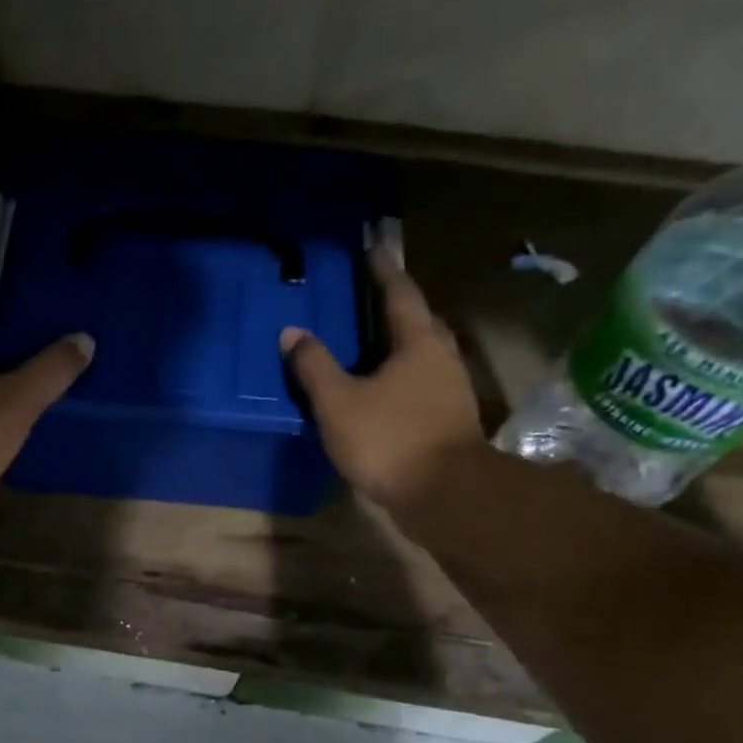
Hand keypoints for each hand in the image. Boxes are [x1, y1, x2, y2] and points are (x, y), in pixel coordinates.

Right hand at [280, 248, 481, 511]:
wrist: (444, 494)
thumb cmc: (390, 439)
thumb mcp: (339, 402)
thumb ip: (314, 366)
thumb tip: (292, 332)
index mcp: (418, 342)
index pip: (400, 293)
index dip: (383, 270)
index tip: (372, 248)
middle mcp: (441, 358)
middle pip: (418, 321)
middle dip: (394, 307)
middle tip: (366, 298)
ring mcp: (450, 390)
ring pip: (422, 354)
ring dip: (398, 344)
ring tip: (367, 344)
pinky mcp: (448, 420)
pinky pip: (420, 383)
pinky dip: (399, 377)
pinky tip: (379, 390)